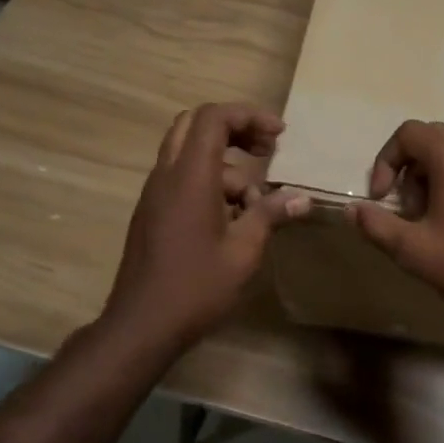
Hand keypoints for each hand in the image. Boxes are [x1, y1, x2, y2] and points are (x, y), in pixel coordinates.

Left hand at [103, 103, 311, 349]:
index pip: (214, 118)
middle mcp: (166, 175)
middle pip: (195, 125)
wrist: (141, 325)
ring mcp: (154, 194)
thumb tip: (302, 198)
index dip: (248, 116)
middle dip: (234, 129)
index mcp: (189, 177)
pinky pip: (182, 178)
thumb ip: (270, 215)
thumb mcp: (244, 251)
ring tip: (254, 203)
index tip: (279, 135)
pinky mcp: (151, 212)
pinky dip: (209, 182)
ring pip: (189, 154)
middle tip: (266, 149)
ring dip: (226, 165)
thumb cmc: (196, 287)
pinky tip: (232, 218)